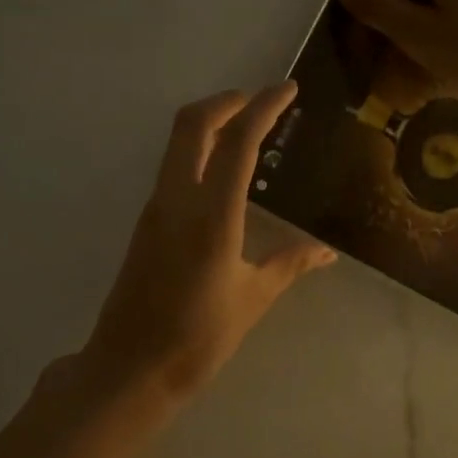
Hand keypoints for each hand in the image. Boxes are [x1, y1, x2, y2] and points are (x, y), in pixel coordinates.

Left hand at [78, 83, 334, 405]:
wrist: (130, 368)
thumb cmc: (197, 338)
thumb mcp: (252, 299)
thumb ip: (290, 264)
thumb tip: (326, 252)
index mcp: (212, 215)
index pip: (238, 142)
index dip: (263, 108)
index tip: (286, 90)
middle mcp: (177, 199)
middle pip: (194, 124)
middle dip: (227, 100)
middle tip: (260, 101)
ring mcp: (155, 208)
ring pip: (177, 142)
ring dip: (210, 123)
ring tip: (247, 129)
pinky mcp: (146, 222)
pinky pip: (173, 166)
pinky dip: (199, 150)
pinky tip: (223, 172)